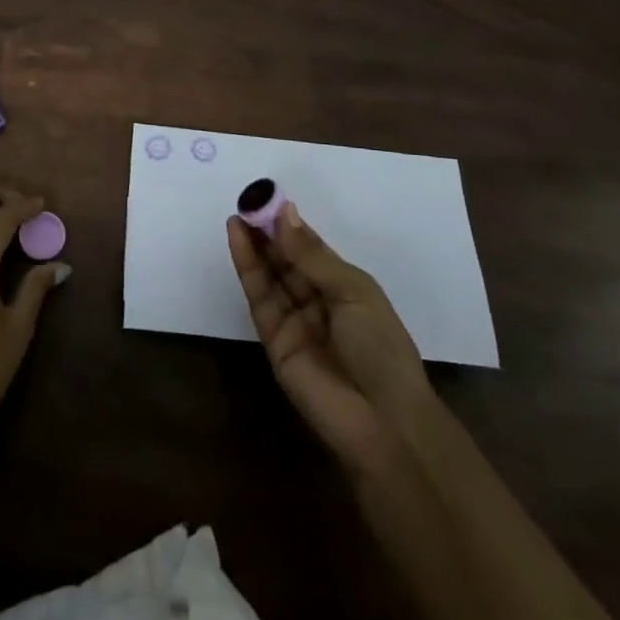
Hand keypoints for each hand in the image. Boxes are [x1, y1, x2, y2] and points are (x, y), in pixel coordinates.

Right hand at [227, 202, 432, 477]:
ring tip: (237, 213)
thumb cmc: (381, 348)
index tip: (269, 198)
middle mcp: (318, 301)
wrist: (382, 422)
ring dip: (253, 244)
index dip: (291, 225)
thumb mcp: (353, 291)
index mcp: (346, 287)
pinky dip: (247, 267)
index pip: (312, 249)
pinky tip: (238, 239)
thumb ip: (312, 255)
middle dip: (268, 231)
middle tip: (247, 201)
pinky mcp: (273, 340)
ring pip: (270, 275)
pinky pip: (258, 297)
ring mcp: (294, 321)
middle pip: (287, 260)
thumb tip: (284, 213)